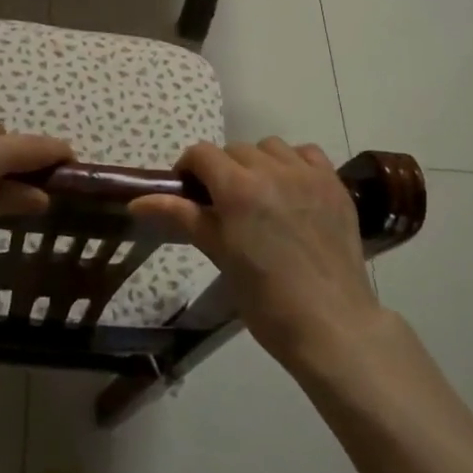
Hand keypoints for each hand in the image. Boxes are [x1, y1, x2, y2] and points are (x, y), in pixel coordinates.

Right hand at [132, 138, 382, 371]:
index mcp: (238, 189)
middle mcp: (272, 170)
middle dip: (223, 170)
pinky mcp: (335, 185)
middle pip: (235, 150)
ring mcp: (308, 175)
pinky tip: (293, 190)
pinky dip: (294, 164)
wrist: (330, 325)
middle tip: (224, 205)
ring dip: (258, 163)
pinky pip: (308, 154)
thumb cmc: (265, 300)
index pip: (202, 154)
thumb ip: (181, 217)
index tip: (189, 193)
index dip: (189, 168)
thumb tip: (137, 201)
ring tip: (261, 196)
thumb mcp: (219, 254)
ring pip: (271, 147)